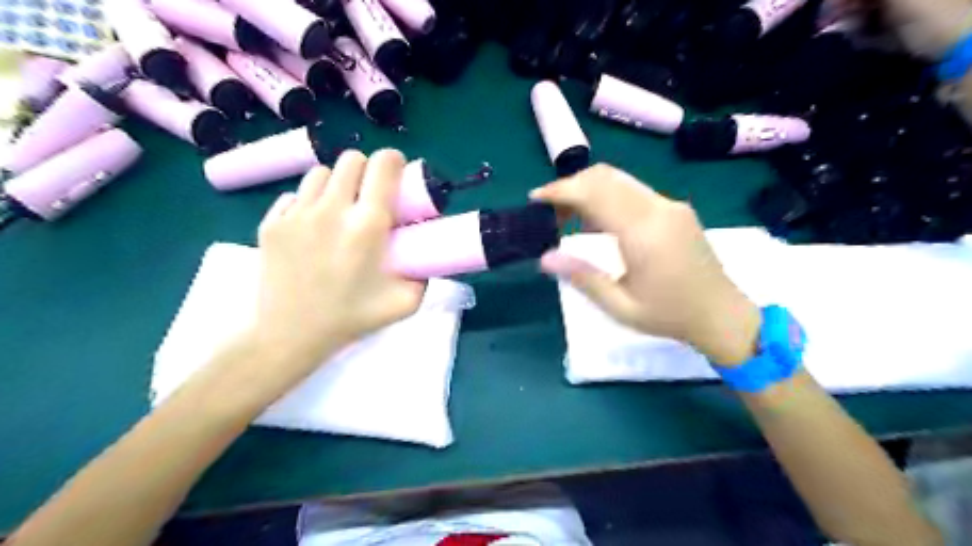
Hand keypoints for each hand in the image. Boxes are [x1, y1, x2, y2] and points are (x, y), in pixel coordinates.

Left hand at [249, 149, 420, 371]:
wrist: (291, 336)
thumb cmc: (352, 319)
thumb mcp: (406, 302)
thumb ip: (423, 274)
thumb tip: (424, 253)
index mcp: (367, 225)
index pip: (383, 164)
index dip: (394, 162)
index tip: (397, 176)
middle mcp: (331, 210)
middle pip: (351, 159)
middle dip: (366, 171)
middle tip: (369, 195)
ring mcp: (296, 214)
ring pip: (320, 173)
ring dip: (336, 184)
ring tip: (339, 210)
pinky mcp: (271, 222)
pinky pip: (295, 196)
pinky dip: (308, 203)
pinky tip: (312, 228)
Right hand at [535, 163, 762, 365]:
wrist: (722, 315)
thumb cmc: (669, 315)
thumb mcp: (620, 305)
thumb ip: (582, 276)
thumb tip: (545, 257)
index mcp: (643, 231)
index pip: (594, 192)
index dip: (560, 190)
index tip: (535, 199)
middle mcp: (658, 208)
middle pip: (605, 177)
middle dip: (570, 186)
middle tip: (549, 212)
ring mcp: (670, 205)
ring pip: (619, 179)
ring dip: (588, 189)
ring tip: (567, 217)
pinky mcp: (675, 209)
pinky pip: (633, 191)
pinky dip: (607, 196)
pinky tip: (597, 223)